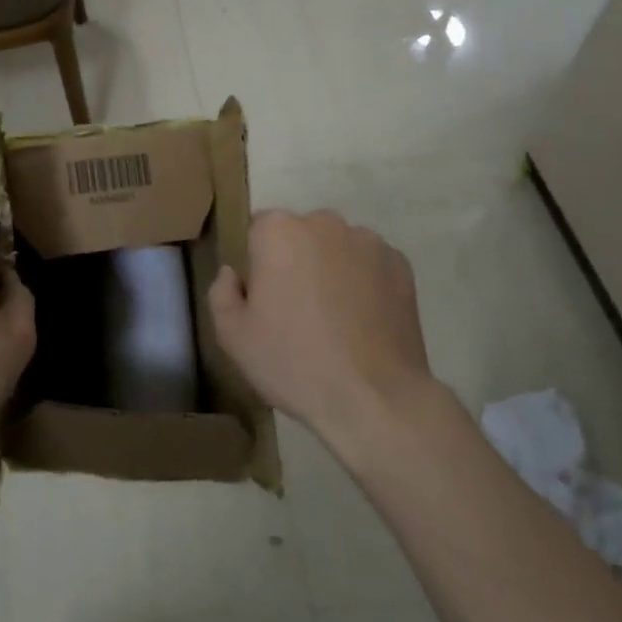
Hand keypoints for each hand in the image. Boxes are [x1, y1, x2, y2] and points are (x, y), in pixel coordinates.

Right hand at [208, 210, 430, 451]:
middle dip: (295, 261)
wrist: (375, 399)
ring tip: (335, 319)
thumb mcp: (233, 336)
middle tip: (297, 310)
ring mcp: (367, 241)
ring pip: (337, 248)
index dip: (258, 263)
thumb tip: (233, 273)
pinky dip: (364, 283)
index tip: (263, 298)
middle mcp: (323, 222)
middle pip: (300, 234)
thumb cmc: (293, 363)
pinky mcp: (400, 265)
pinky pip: (370, 265)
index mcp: (278, 231)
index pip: (258, 231)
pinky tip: (363, 321)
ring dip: (331, 269)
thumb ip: (221, 292)